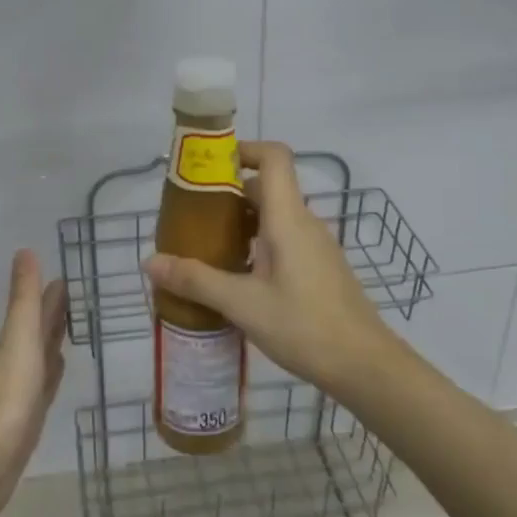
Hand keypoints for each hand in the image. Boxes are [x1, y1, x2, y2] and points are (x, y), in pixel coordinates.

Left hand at [0, 250, 68, 516]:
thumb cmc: (7, 394)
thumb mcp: (19, 338)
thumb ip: (24, 299)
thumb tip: (25, 250)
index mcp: (15, 343)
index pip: (36, 311)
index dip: (50, 294)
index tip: (66, 275)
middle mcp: (18, 362)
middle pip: (39, 332)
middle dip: (54, 314)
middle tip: (76, 295)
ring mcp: (22, 392)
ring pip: (43, 357)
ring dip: (55, 341)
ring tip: (71, 327)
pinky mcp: (29, 420)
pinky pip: (45, 386)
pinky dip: (53, 374)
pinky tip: (58, 370)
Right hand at [142, 141, 395, 395]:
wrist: (366, 366)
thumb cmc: (305, 326)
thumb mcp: (243, 305)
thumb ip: (197, 280)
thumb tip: (150, 262)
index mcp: (288, 218)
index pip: (274, 157)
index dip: (244, 150)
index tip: (209, 167)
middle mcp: (304, 223)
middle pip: (266, 188)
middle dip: (228, 195)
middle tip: (192, 217)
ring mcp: (316, 246)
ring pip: (274, 217)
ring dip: (241, 223)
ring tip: (206, 249)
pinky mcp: (320, 268)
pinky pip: (284, 240)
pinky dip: (257, 245)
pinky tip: (238, 279)